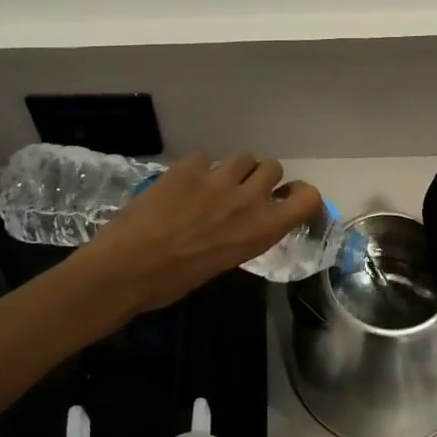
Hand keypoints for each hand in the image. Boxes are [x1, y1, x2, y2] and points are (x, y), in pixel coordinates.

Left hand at [79, 152, 322, 317]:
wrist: (128, 267)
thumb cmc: (175, 281)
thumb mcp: (225, 262)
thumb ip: (243, 235)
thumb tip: (241, 223)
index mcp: (262, 230)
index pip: (307, 197)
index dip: (301, 194)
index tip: (286, 198)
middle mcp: (248, 199)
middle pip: (273, 167)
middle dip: (260, 177)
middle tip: (241, 192)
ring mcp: (218, 178)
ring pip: (243, 156)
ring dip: (234, 168)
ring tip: (213, 184)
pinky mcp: (189, 166)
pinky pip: (205, 157)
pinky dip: (198, 168)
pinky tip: (181, 184)